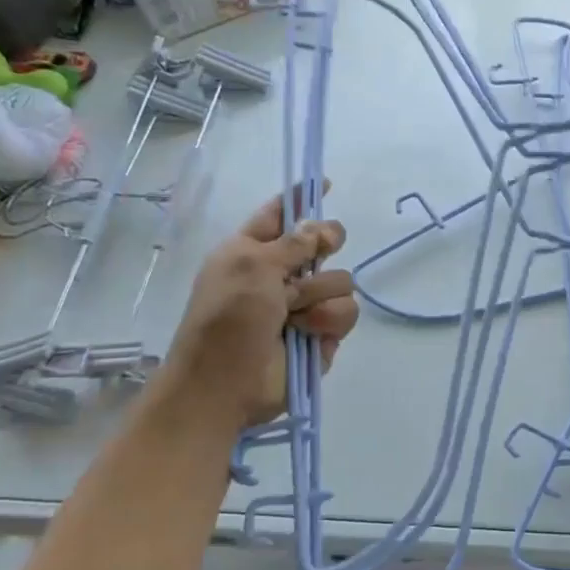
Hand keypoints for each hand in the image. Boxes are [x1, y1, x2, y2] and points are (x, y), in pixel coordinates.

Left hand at [148, 193, 359, 431]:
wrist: (222, 385)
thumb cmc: (226, 318)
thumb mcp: (251, 265)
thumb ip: (294, 242)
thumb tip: (322, 227)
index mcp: (253, 250)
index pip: (282, 215)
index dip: (301, 199)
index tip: (324, 184)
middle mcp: (281, 274)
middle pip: (325, 244)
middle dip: (322, 252)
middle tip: (313, 260)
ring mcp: (304, 305)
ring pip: (342, 281)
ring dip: (318, 296)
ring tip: (292, 316)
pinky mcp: (322, 334)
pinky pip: (347, 313)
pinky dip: (328, 322)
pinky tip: (308, 334)